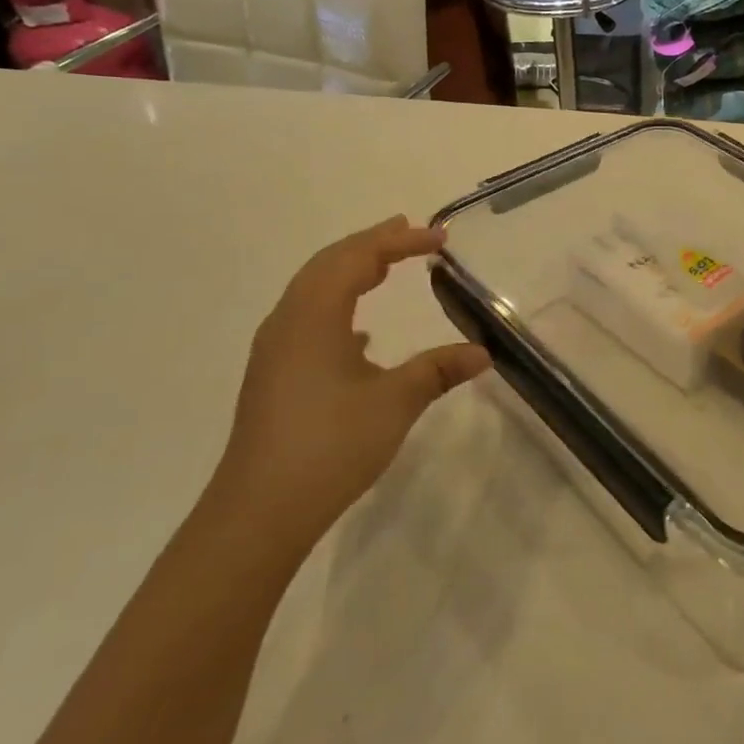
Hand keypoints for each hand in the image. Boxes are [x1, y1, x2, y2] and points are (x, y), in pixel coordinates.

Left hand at [210, 217, 489, 556]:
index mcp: (314, 316)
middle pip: (328, 264)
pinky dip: (338, 307)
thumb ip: (438, 370)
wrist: (259, 512)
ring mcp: (276, 351)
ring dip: (350, 271)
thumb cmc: (330, 445)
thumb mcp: (395, 402)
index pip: (359, 258)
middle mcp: (288, 322)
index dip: (400, 242)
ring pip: (313, 291)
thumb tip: (483, 353)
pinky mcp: (275, 377)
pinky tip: (360, 334)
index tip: (441, 238)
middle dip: (370, 244)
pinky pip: (308, 320)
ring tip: (385, 267)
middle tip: (409, 232)